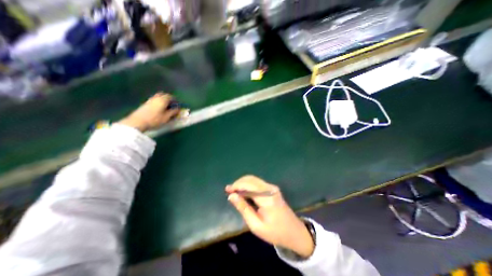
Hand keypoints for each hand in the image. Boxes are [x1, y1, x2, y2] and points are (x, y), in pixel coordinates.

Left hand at [117, 92, 179, 131]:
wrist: (137, 122)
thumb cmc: (155, 119)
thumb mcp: (166, 117)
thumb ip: (173, 112)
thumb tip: (178, 109)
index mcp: (162, 100)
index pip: (171, 97)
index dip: (175, 100)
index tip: (178, 105)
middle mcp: (156, 98)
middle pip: (164, 95)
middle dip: (169, 99)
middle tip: (173, 105)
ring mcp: (150, 100)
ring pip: (158, 97)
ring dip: (163, 101)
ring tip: (167, 107)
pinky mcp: (145, 104)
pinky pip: (154, 100)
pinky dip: (159, 103)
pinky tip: (160, 109)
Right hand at [225, 176, 312, 256]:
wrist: (294, 232)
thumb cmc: (275, 232)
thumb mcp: (256, 225)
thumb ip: (243, 208)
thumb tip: (231, 196)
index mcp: (267, 198)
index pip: (249, 185)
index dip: (236, 185)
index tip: (227, 190)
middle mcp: (270, 188)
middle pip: (251, 179)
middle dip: (239, 183)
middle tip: (229, 191)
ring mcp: (272, 187)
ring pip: (254, 180)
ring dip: (243, 183)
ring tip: (234, 191)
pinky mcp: (272, 189)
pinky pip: (257, 183)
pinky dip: (248, 185)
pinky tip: (243, 192)